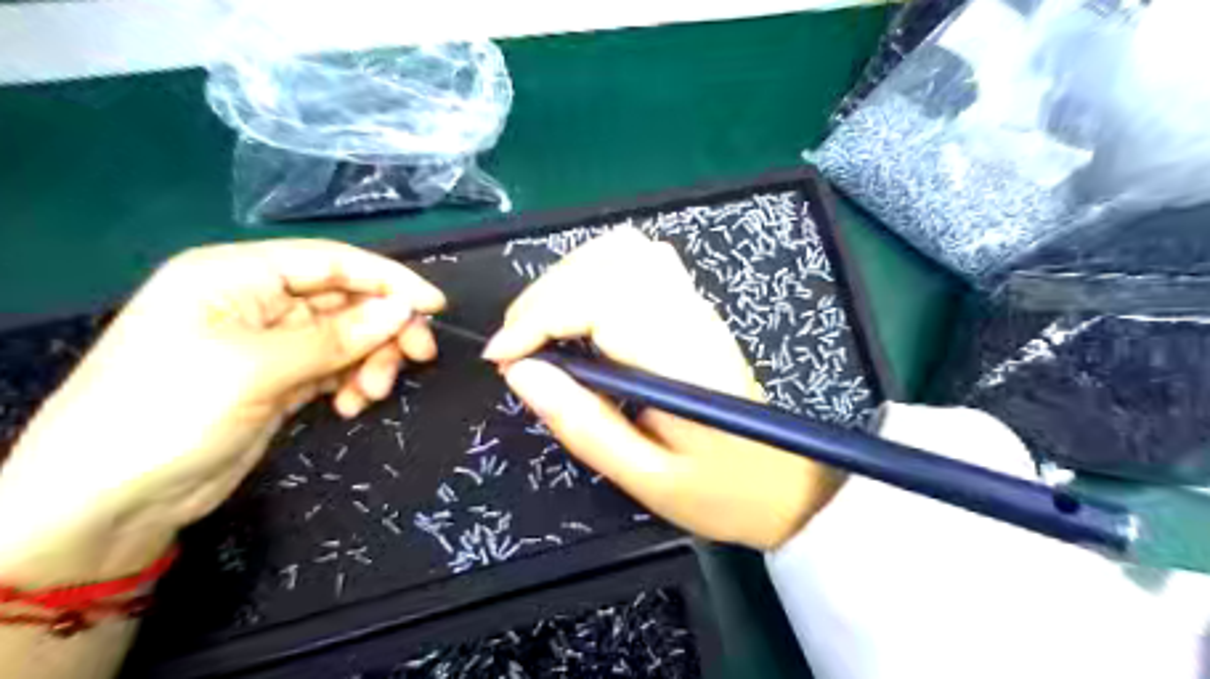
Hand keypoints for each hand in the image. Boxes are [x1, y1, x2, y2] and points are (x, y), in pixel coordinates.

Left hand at [1, 240, 445, 582]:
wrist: (105, 503)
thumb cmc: (167, 414)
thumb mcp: (256, 368)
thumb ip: (336, 337)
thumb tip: (404, 309)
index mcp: (236, 275)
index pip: (331, 261)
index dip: (388, 280)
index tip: (435, 306)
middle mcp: (256, 301)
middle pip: (346, 301)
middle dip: (383, 329)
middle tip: (419, 358)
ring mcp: (269, 343)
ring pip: (347, 337)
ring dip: (370, 362)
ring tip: (370, 395)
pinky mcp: (280, 380)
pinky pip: (336, 368)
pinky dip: (352, 382)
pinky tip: (349, 407)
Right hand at [483, 232, 842, 548]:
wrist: (783, 482)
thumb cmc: (720, 491)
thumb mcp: (645, 478)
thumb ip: (583, 424)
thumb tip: (521, 372)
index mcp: (681, 360)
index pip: (600, 302)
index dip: (539, 318)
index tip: (503, 358)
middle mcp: (689, 316)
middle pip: (607, 262)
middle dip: (544, 296)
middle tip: (516, 347)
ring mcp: (695, 305)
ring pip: (623, 250)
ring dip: (567, 278)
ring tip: (541, 328)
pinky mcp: (692, 306)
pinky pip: (638, 260)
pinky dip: (593, 272)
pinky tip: (579, 311)